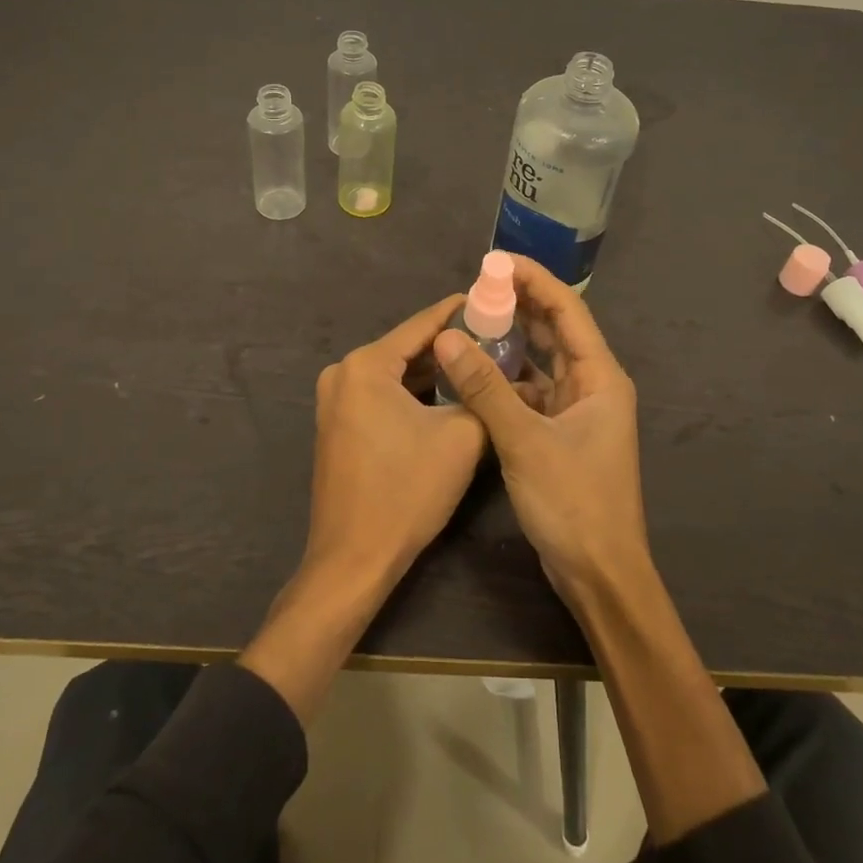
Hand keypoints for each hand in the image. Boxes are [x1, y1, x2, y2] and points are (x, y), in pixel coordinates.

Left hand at [304, 294, 488, 592]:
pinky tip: (448, 398)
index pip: (423, 324)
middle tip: (498, 342)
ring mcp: (335, 400)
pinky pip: (381, 395)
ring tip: (481, 368)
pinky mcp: (337, 424)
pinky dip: (413, 394)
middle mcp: (343, 372)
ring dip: (434, 373)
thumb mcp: (461, 438)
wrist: (353, 560)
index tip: (495, 302)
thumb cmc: (406, 492)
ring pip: (396, 373)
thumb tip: (527, 380)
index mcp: (366, 364)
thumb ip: (488, 397)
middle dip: (451, 347)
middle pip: (408, 348)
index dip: (462, 312)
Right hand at [433, 256, 649, 607]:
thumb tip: (448, 338)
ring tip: (472, 322)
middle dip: (520, 306)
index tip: (496, 261)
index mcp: (600, 377)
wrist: (599, 575)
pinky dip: (507, 380)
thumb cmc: (573, 502)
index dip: (534, 280)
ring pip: (541, 363)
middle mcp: (592, 386)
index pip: (567, 310)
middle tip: (477, 287)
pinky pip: (531, 393)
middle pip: (555, 331)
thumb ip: (485, 387)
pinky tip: (476, 373)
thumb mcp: (524, 440)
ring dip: (511, 343)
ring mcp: (577, 411)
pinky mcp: (560, 435)